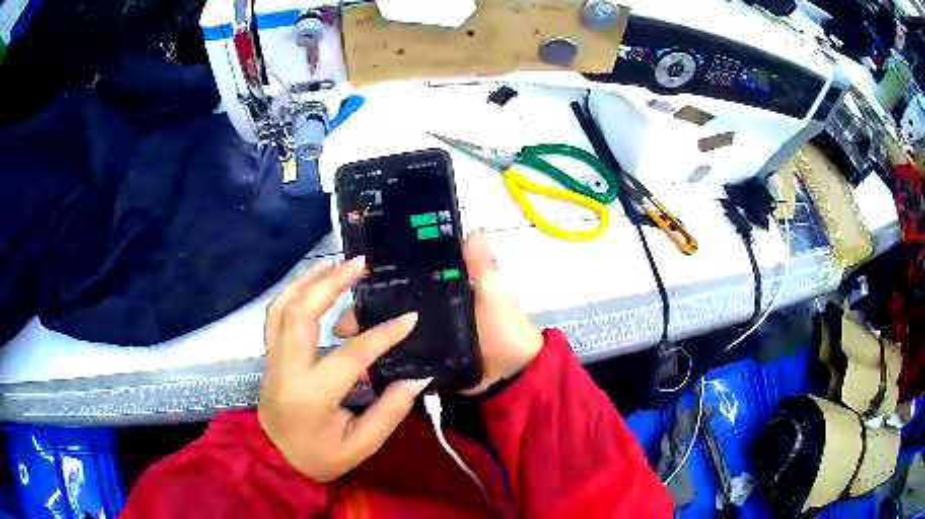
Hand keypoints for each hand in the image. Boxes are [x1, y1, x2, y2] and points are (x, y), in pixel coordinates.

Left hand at [258, 257, 431, 482]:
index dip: (382, 335)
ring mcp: (272, 358)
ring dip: (309, 279)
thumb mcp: (360, 446)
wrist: (275, 458)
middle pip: (301, 313)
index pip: (350, 355)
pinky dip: (292, 291)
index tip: (409, 317)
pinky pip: (276, 313)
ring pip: (283, 306)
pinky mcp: (269, 354)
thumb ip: (389, 412)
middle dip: (331, 283)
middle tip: (359, 263)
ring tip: (336, 262)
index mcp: (312, 395)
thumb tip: (417, 378)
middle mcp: (286, 368)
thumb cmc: (319, 457)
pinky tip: (311, 280)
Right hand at [334, 231, 542, 394]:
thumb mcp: (495, 295)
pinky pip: (398, 360)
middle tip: (341, 327)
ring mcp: (423, 339)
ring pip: (388, 334)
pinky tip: (361, 368)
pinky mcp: (424, 363)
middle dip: (362, 314)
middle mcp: (427, 311)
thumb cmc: (506, 331)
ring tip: (344, 348)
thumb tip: (475, 228)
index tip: (350, 281)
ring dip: (366, 339)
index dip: (378, 278)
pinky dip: (381, 362)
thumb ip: (483, 267)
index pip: (403, 277)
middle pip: (388, 308)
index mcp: (442, 288)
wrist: (514, 378)